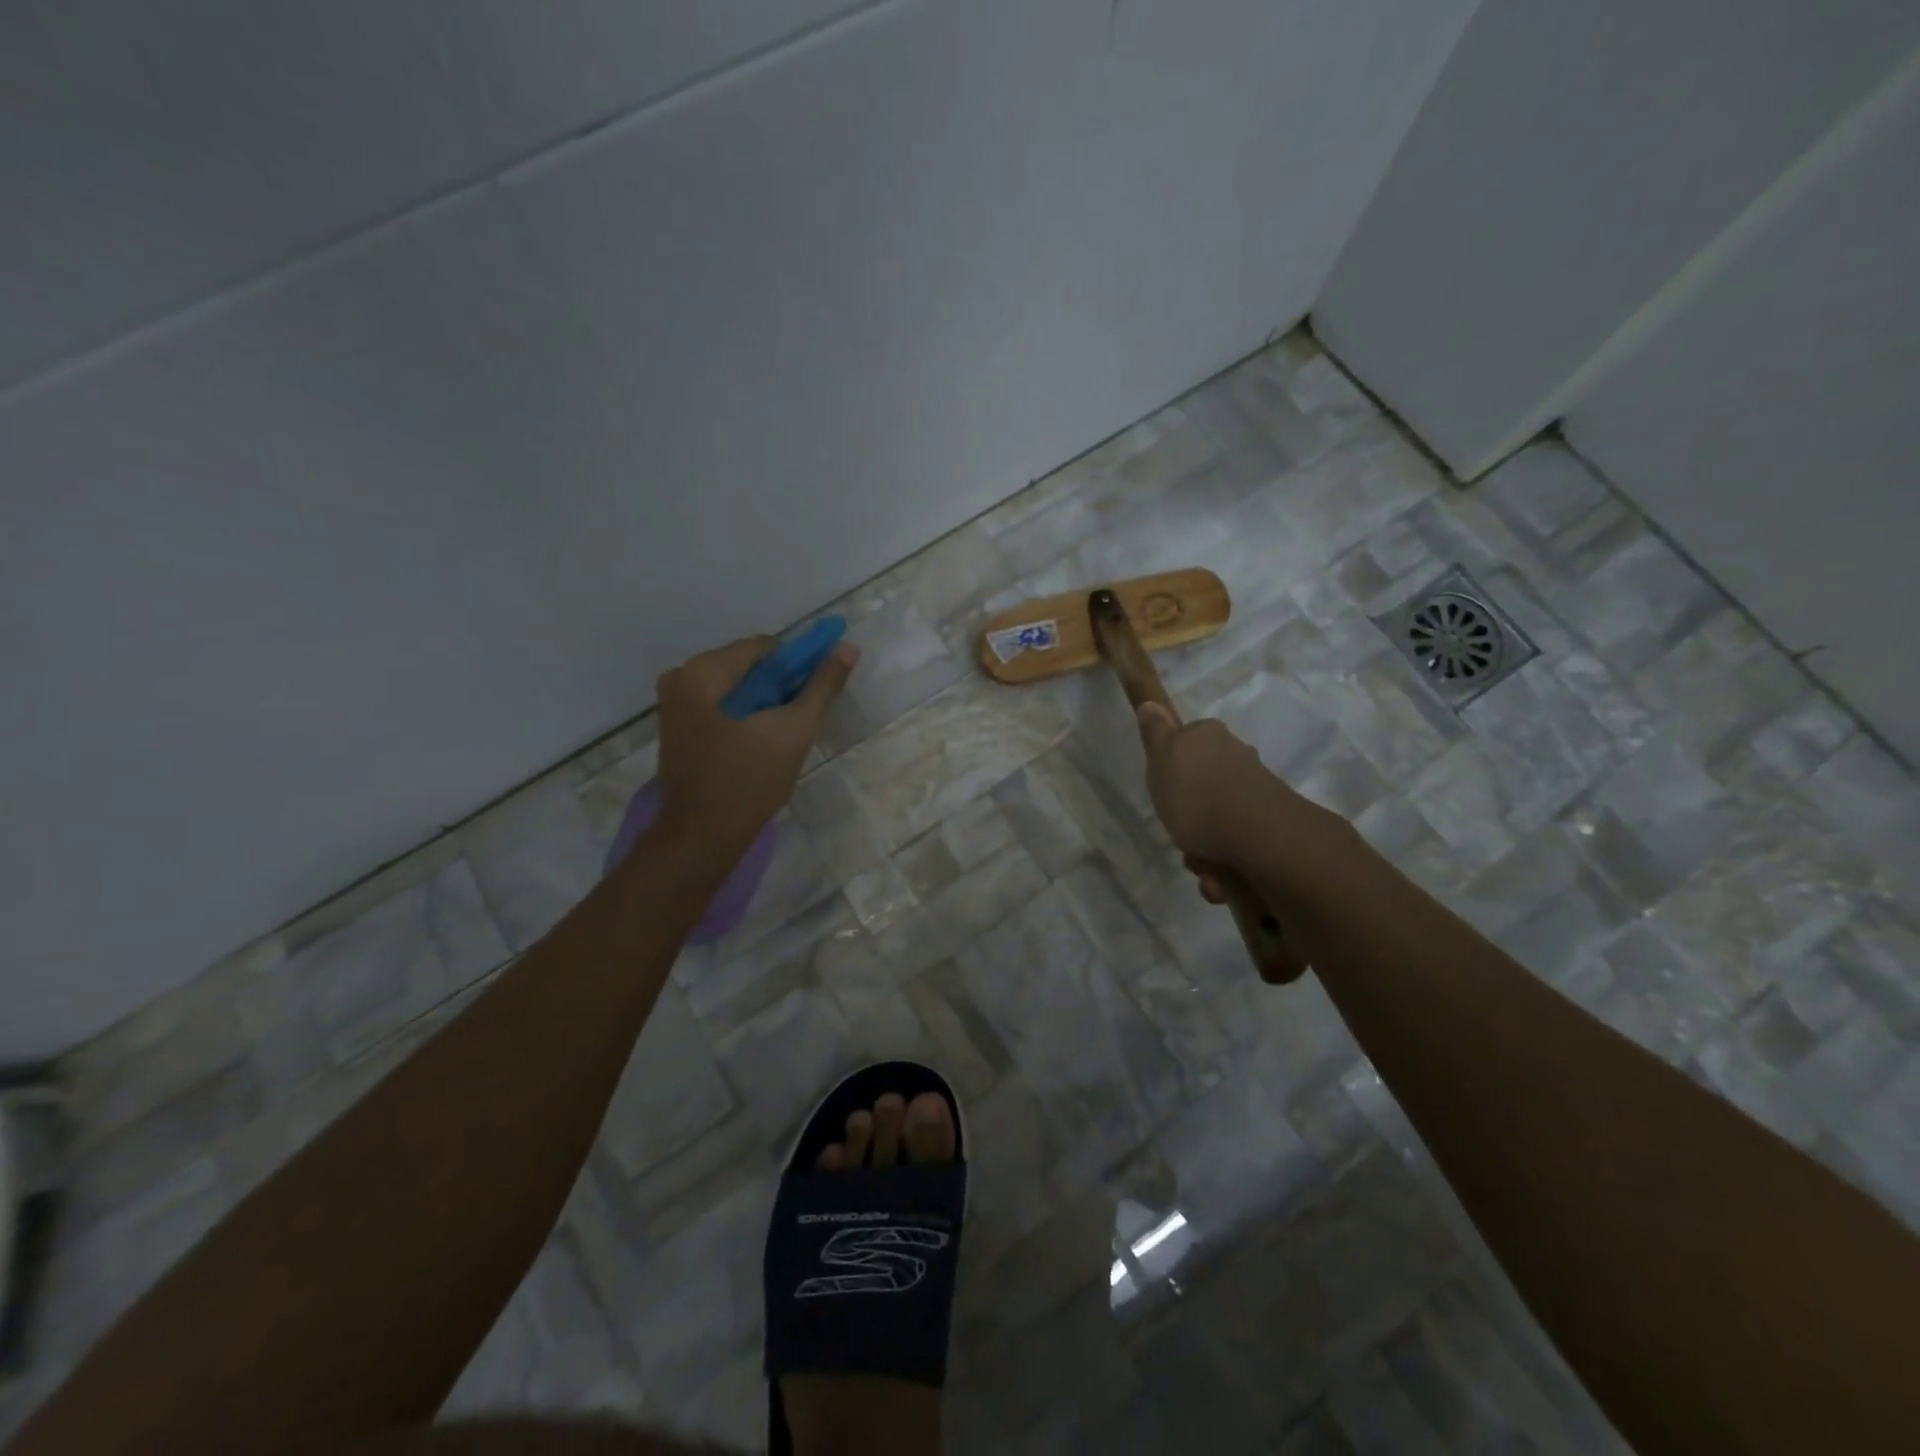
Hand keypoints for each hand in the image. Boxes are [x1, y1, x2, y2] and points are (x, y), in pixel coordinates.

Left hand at [654, 634, 857, 862]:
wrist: (702, 837)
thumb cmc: (749, 781)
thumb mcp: (794, 730)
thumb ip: (822, 685)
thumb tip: (848, 647)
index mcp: (703, 671)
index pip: (765, 648)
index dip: (798, 666)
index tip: (813, 696)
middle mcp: (680, 677)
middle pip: (747, 666)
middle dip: (778, 687)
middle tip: (798, 721)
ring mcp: (672, 703)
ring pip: (735, 687)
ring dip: (762, 703)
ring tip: (780, 737)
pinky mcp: (675, 727)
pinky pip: (719, 706)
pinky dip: (743, 716)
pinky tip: (758, 743)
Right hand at [1134, 701, 1340, 868]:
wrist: (1261, 838)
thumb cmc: (1199, 796)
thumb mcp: (1162, 760)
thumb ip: (1155, 734)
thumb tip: (1151, 703)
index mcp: (1210, 738)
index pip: (1186, 744)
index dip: (1173, 769)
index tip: (1164, 792)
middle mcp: (1237, 758)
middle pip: (1203, 787)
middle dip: (1189, 819)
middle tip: (1180, 838)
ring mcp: (1258, 792)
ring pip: (1218, 822)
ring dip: (1205, 852)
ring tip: (1203, 870)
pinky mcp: (1272, 826)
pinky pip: (1238, 847)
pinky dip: (1226, 868)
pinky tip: (1221, 881)